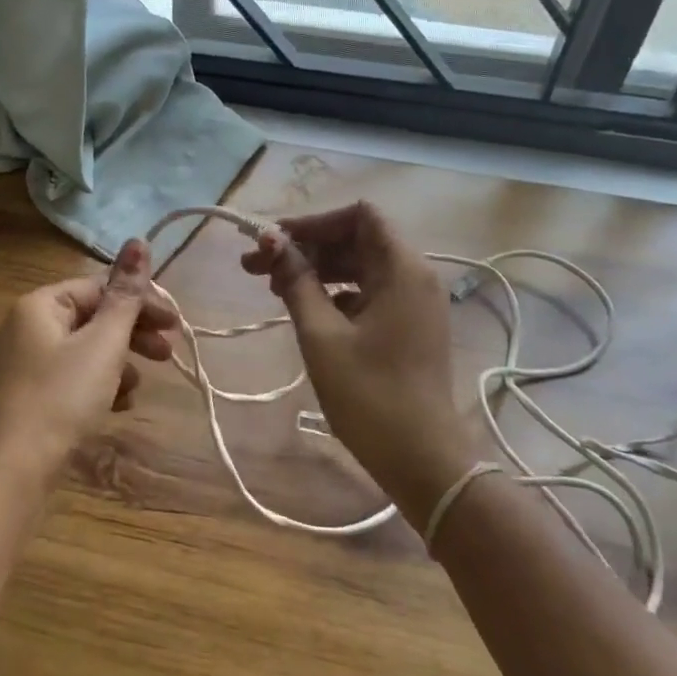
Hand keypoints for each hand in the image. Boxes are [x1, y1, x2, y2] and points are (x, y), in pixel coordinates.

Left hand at [0, 238, 175, 487]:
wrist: (11, 472)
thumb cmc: (61, 398)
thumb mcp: (102, 344)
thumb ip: (126, 295)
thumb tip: (139, 240)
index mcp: (40, 305)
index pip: (99, 288)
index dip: (141, 302)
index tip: (175, 325)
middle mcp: (25, 327)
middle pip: (92, 318)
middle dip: (133, 335)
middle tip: (168, 354)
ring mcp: (22, 364)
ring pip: (83, 351)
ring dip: (118, 364)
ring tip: (138, 388)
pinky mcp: (25, 397)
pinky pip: (69, 378)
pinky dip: (96, 386)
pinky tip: (117, 407)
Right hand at [242, 202, 470, 522]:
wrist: (421, 459)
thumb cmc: (369, 395)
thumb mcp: (321, 335)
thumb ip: (296, 282)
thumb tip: (271, 243)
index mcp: (402, 269)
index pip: (359, 216)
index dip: (314, 222)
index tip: (273, 242)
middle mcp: (414, 276)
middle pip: (356, 240)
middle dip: (305, 248)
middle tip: (255, 266)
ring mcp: (414, 303)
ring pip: (359, 267)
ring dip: (316, 271)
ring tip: (271, 288)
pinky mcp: (408, 327)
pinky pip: (368, 293)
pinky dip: (335, 294)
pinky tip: (304, 312)